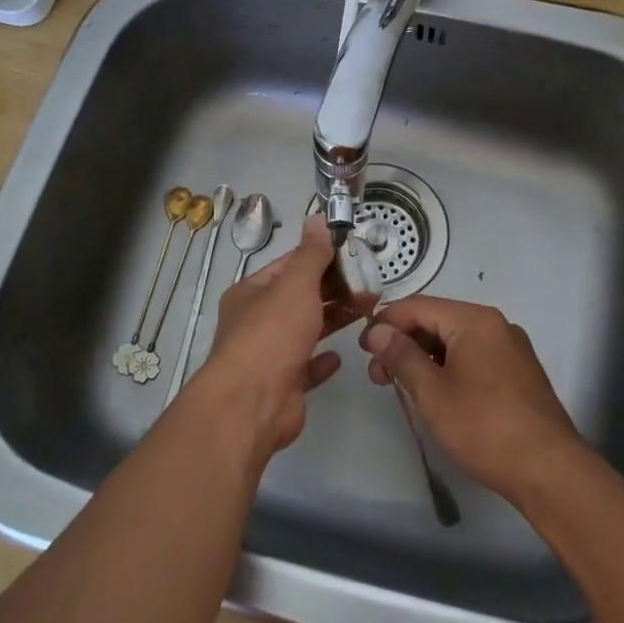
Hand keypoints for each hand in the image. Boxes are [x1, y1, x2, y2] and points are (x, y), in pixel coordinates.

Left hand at [192, 216, 376, 459]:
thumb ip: (311, 254)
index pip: (289, 265)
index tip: (354, 254)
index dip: (320, 257)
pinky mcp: (283, 384)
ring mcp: (269, 354)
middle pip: (299, 297)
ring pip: (306, 329)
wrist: (253, 404)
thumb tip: (318, 218)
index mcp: (252, 292)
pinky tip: (341, 354)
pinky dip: (323, 359)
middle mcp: (256, 320)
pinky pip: (306, 366)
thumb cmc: (272, 334)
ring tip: (367, 309)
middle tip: (371, 283)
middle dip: (333, 288)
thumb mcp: (296, 285)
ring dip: (334, 318)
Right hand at [361, 296, 581, 502]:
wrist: (550, 471)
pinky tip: (437, 393)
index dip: (385, 324)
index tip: (362, 350)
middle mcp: (495, 324)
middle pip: (436, 320)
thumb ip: (401, 356)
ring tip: (404, 388)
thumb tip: (377, 330)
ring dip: (424, 358)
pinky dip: (448, 367)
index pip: (417, 306)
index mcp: (474, 319)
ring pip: (455, 341)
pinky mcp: (519, 372)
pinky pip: (474, 356)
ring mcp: (511, 348)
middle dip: (403, 343)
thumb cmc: (484, 427)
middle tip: (379, 377)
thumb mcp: (433, 392)